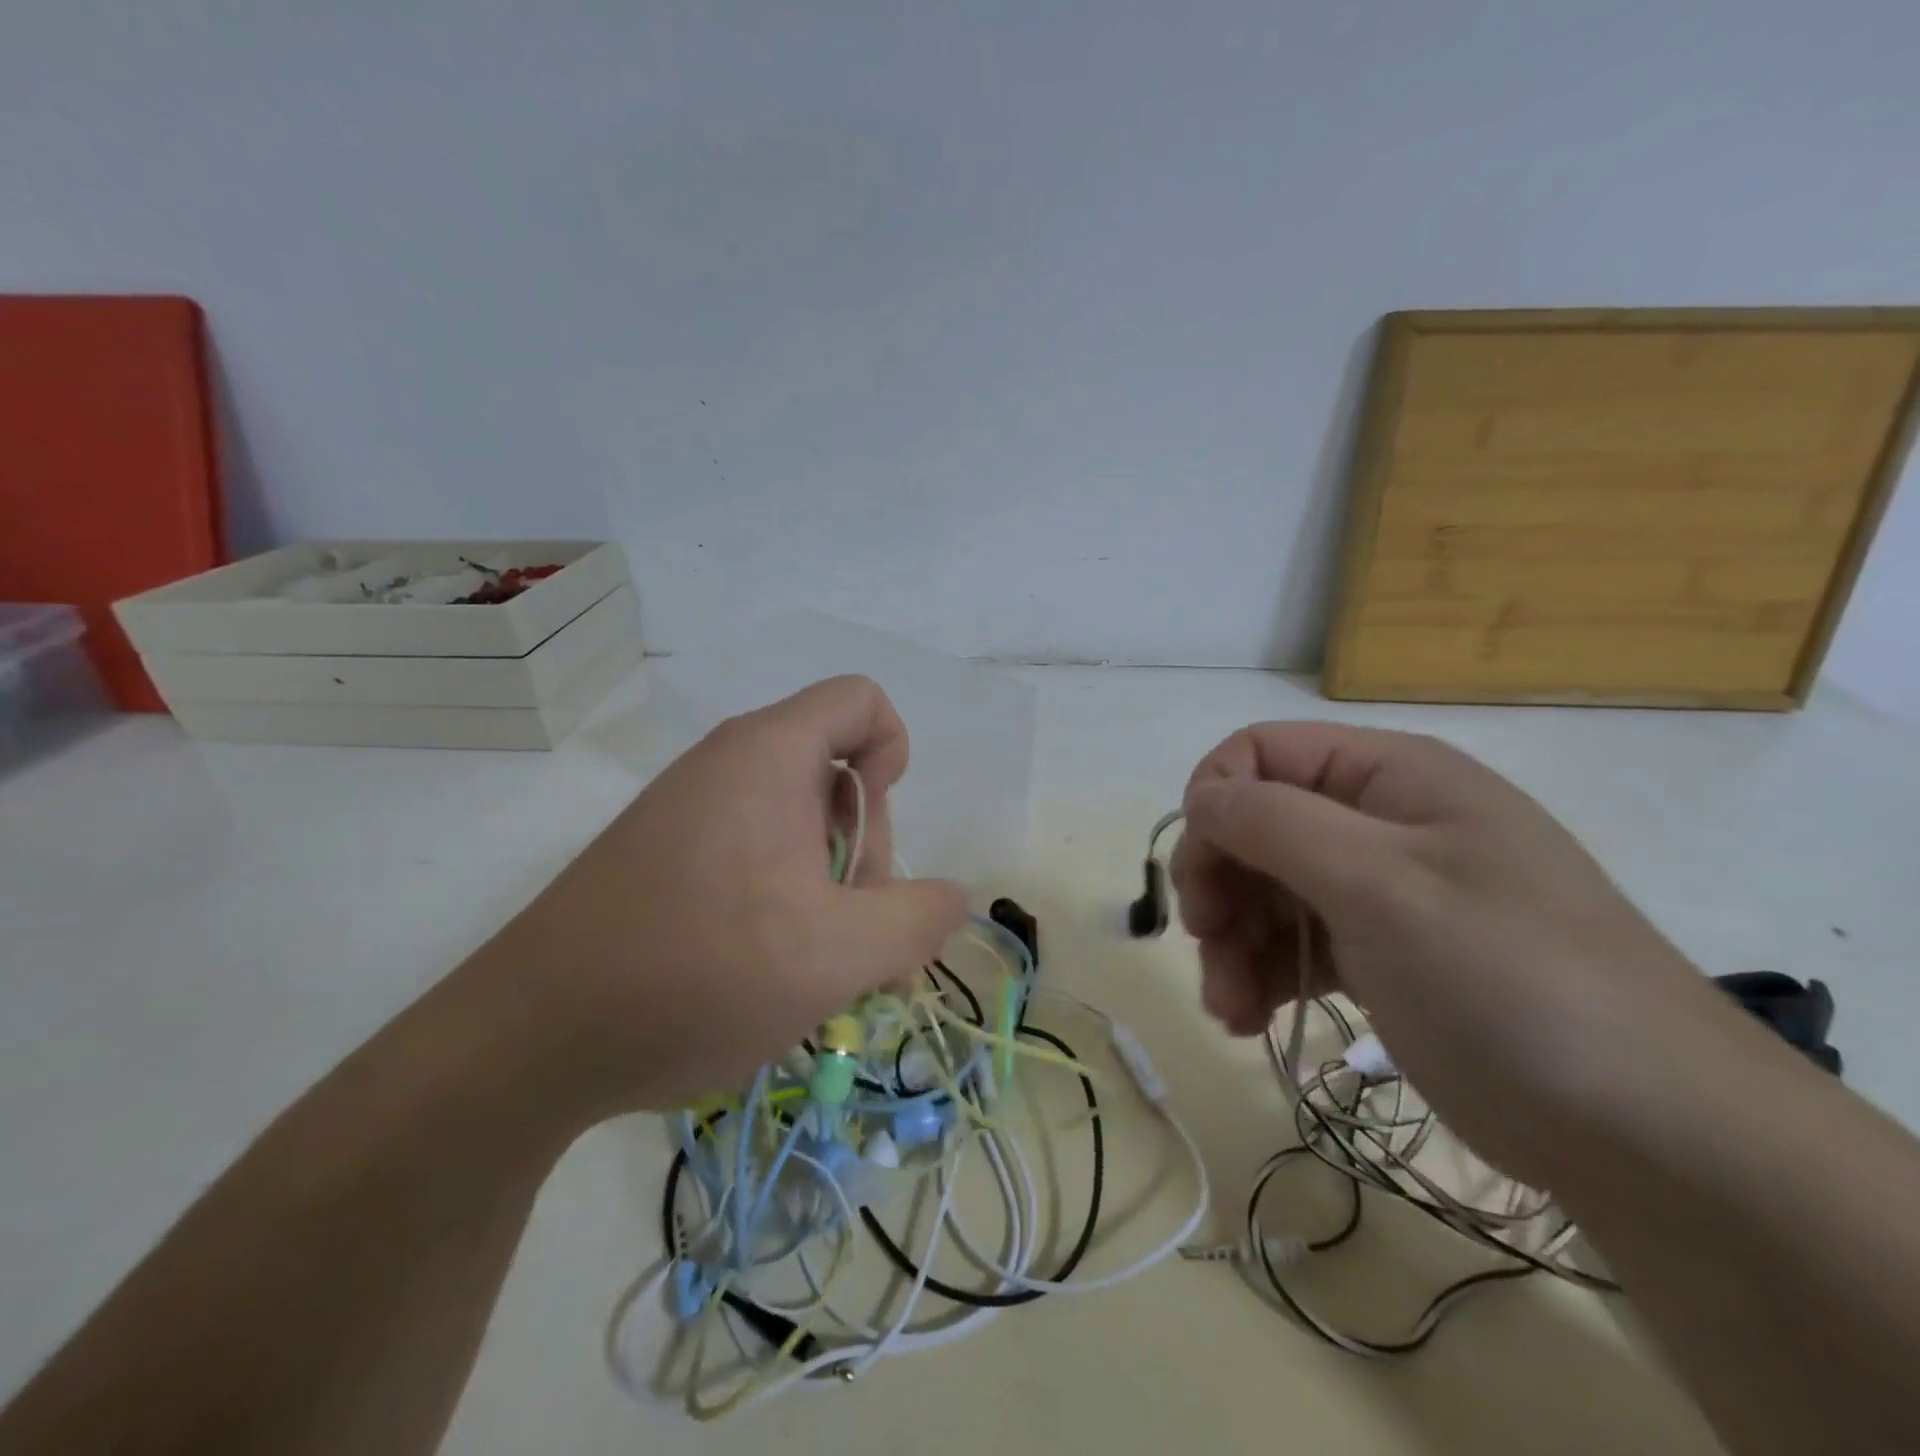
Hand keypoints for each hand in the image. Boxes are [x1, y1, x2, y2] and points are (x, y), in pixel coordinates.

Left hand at [467, 675, 967, 1127]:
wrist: (529, 1041)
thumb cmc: (697, 973)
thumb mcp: (837, 954)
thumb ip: (919, 917)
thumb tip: (951, 897)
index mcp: (769, 754)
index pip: (862, 702)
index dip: (893, 755)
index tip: (872, 838)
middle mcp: (728, 766)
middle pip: (838, 773)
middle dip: (865, 853)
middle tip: (848, 938)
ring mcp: (691, 812)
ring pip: (799, 826)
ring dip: (830, 891)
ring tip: (816, 971)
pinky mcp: (667, 857)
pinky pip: (755, 856)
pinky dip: (784, 903)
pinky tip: (772, 972)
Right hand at [1171, 722, 1725, 1181]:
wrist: (1654, 1137)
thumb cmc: (1509, 981)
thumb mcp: (1382, 885)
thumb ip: (1276, 823)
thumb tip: (1201, 796)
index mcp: (1391, 775)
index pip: (1263, 752)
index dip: (1215, 801)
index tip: (1199, 875)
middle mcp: (1382, 820)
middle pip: (1257, 824)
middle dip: (1220, 884)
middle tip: (1207, 943)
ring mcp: (1383, 890)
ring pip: (1268, 889)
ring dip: (1231, 942)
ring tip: (1228, 1007)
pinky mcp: (1383, 954)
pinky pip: (1296, 942)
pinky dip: (1262, 974)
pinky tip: (1249, 1019)